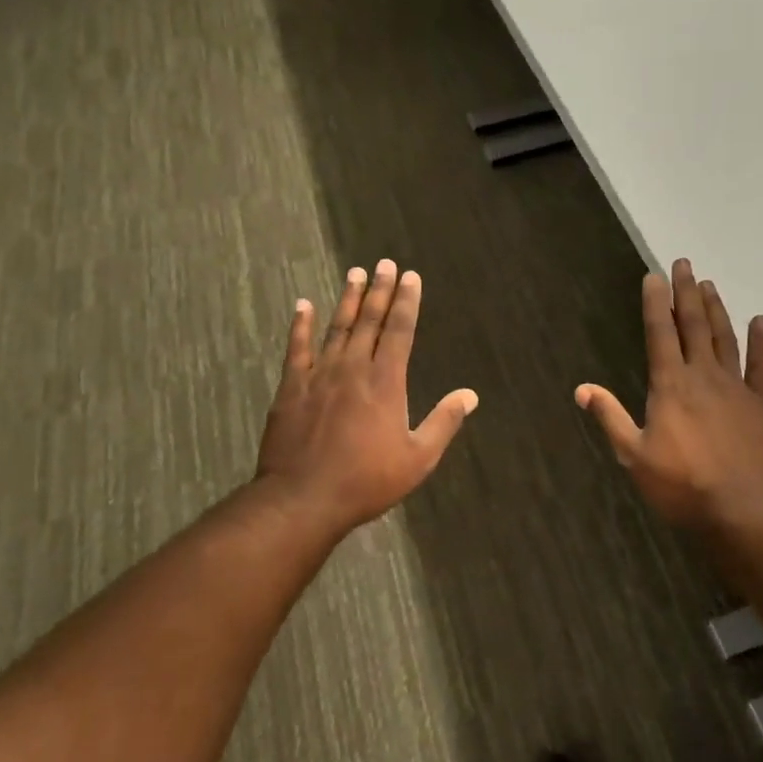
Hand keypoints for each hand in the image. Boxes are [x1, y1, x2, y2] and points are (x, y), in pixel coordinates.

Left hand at [256, 260, 477, 532]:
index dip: (406, 301)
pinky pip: (297, 348)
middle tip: (385, 263)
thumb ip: (444, 422)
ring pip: (337, 327)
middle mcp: (353, 368)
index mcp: (386, 382)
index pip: (399, 330)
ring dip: (348, 298)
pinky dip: (300, 325)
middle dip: (380, 289)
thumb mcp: (417, 458)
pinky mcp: (291, 387)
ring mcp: (319, 375)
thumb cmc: (366, 481)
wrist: (303, 499)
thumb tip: (470, 394)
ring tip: (355, 272)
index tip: (411, 277)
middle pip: (369, 320)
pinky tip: (303, 305)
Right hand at [576, 259, 762, 529]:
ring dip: (716, 309)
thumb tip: (581, 388)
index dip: (655, 302)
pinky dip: (760, 342)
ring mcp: (736, 388)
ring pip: (724, 338)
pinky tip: (760, 321)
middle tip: (684, 263)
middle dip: (686, 292)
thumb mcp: (634, 456)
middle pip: (693, 325)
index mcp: (670, 385)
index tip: (653, 276)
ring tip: (709, 284)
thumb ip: (610, 417)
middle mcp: (703, 376)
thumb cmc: (683, 486)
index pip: (660, 333)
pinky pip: (761, 366)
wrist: (746, 511)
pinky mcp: (762, 404)